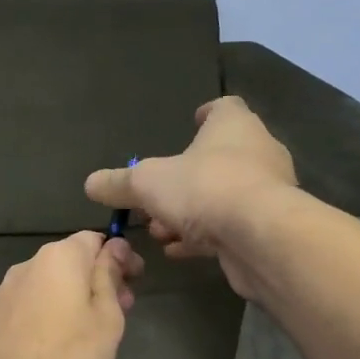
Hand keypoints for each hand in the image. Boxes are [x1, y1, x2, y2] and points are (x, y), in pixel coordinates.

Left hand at [0, 232, 142, 358]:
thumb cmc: (71, 354)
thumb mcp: (107, 317)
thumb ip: (109, 277)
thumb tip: (113, 247)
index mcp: (60, 257)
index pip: (95, 239)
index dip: (118, 256)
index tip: (134, 280)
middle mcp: (28, 264)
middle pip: (69, 261)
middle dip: (95, 279)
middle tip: (118, 309)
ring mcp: (3, 290)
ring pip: (46, 284)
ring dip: (69, 296)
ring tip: (86, 329)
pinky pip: (26, 305)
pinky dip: (44, 313)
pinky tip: (52, 342)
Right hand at [84, 98, 295, 297]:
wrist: (261, 236)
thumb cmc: (204, 188)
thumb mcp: (147, 183)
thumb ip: (119, 183)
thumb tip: (91, 183)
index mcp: (234, 126)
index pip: (225, 108)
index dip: (207, 114)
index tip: (191, 123)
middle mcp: (258, 152)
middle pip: (220, 157)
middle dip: (186, 177)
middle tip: (156, 195)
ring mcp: (267, 192)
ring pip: (223, 196)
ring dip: (191, 211)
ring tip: (159, 230)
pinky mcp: (268, 227)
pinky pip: (231, 226)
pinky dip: (204, 235)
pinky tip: (178, 250)